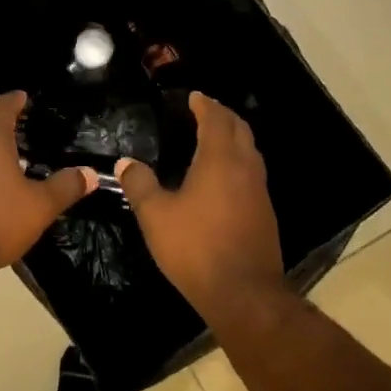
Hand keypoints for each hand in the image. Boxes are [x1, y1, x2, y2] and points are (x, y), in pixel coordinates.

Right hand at [118, 93, 283, 315]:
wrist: (244, 293)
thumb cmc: (196, 247)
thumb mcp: (156, 216)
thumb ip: (140, 185)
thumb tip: (125, 162)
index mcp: (220, 160)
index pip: (216, 119)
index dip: (205, 104)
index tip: (194, 97)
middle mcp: (245, 168)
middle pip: (240, 129)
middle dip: (223, 115)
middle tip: (205, 110)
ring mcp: (259, 191)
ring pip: (250, 151)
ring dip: (234, 137)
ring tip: (214, 138)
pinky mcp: (265, 213)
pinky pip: (252, 173)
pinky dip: (239, 161)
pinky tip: (224, 177)